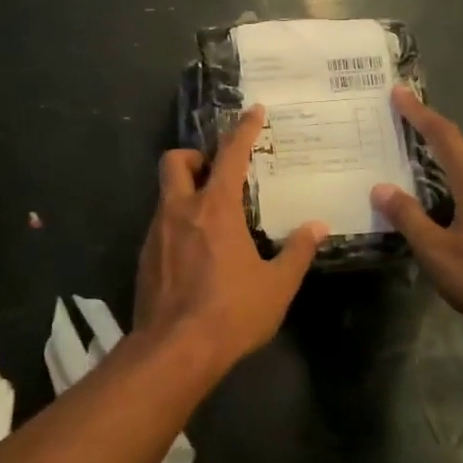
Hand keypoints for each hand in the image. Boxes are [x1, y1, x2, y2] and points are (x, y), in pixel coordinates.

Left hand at [134, 107, 326, 376]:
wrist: (174, 350)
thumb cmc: (232, 313)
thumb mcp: (277, 285)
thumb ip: (297, 252)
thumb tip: (317, 227)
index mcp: (215, 208)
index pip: (229, 155)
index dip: (243, 130)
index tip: (253, 111)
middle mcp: (180, 210)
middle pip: (174, 160)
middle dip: (193, 156)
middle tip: (216, 174)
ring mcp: (156, 233)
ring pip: (165, 194)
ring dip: (186, 193)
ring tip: (212, 219)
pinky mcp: (144, 257)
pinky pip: (160, 225)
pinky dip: (177, 224)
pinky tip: (195, 253)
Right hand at [369, 88, 462, 342]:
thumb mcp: (436, 252)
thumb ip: (408, 217)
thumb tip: (380, 188)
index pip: (443, 135)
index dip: (419, 113)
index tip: (399, 92)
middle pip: (462, 148)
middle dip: (434, 138)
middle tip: (405, 138)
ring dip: (452, 162)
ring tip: (427, 172)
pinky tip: (455, 204)